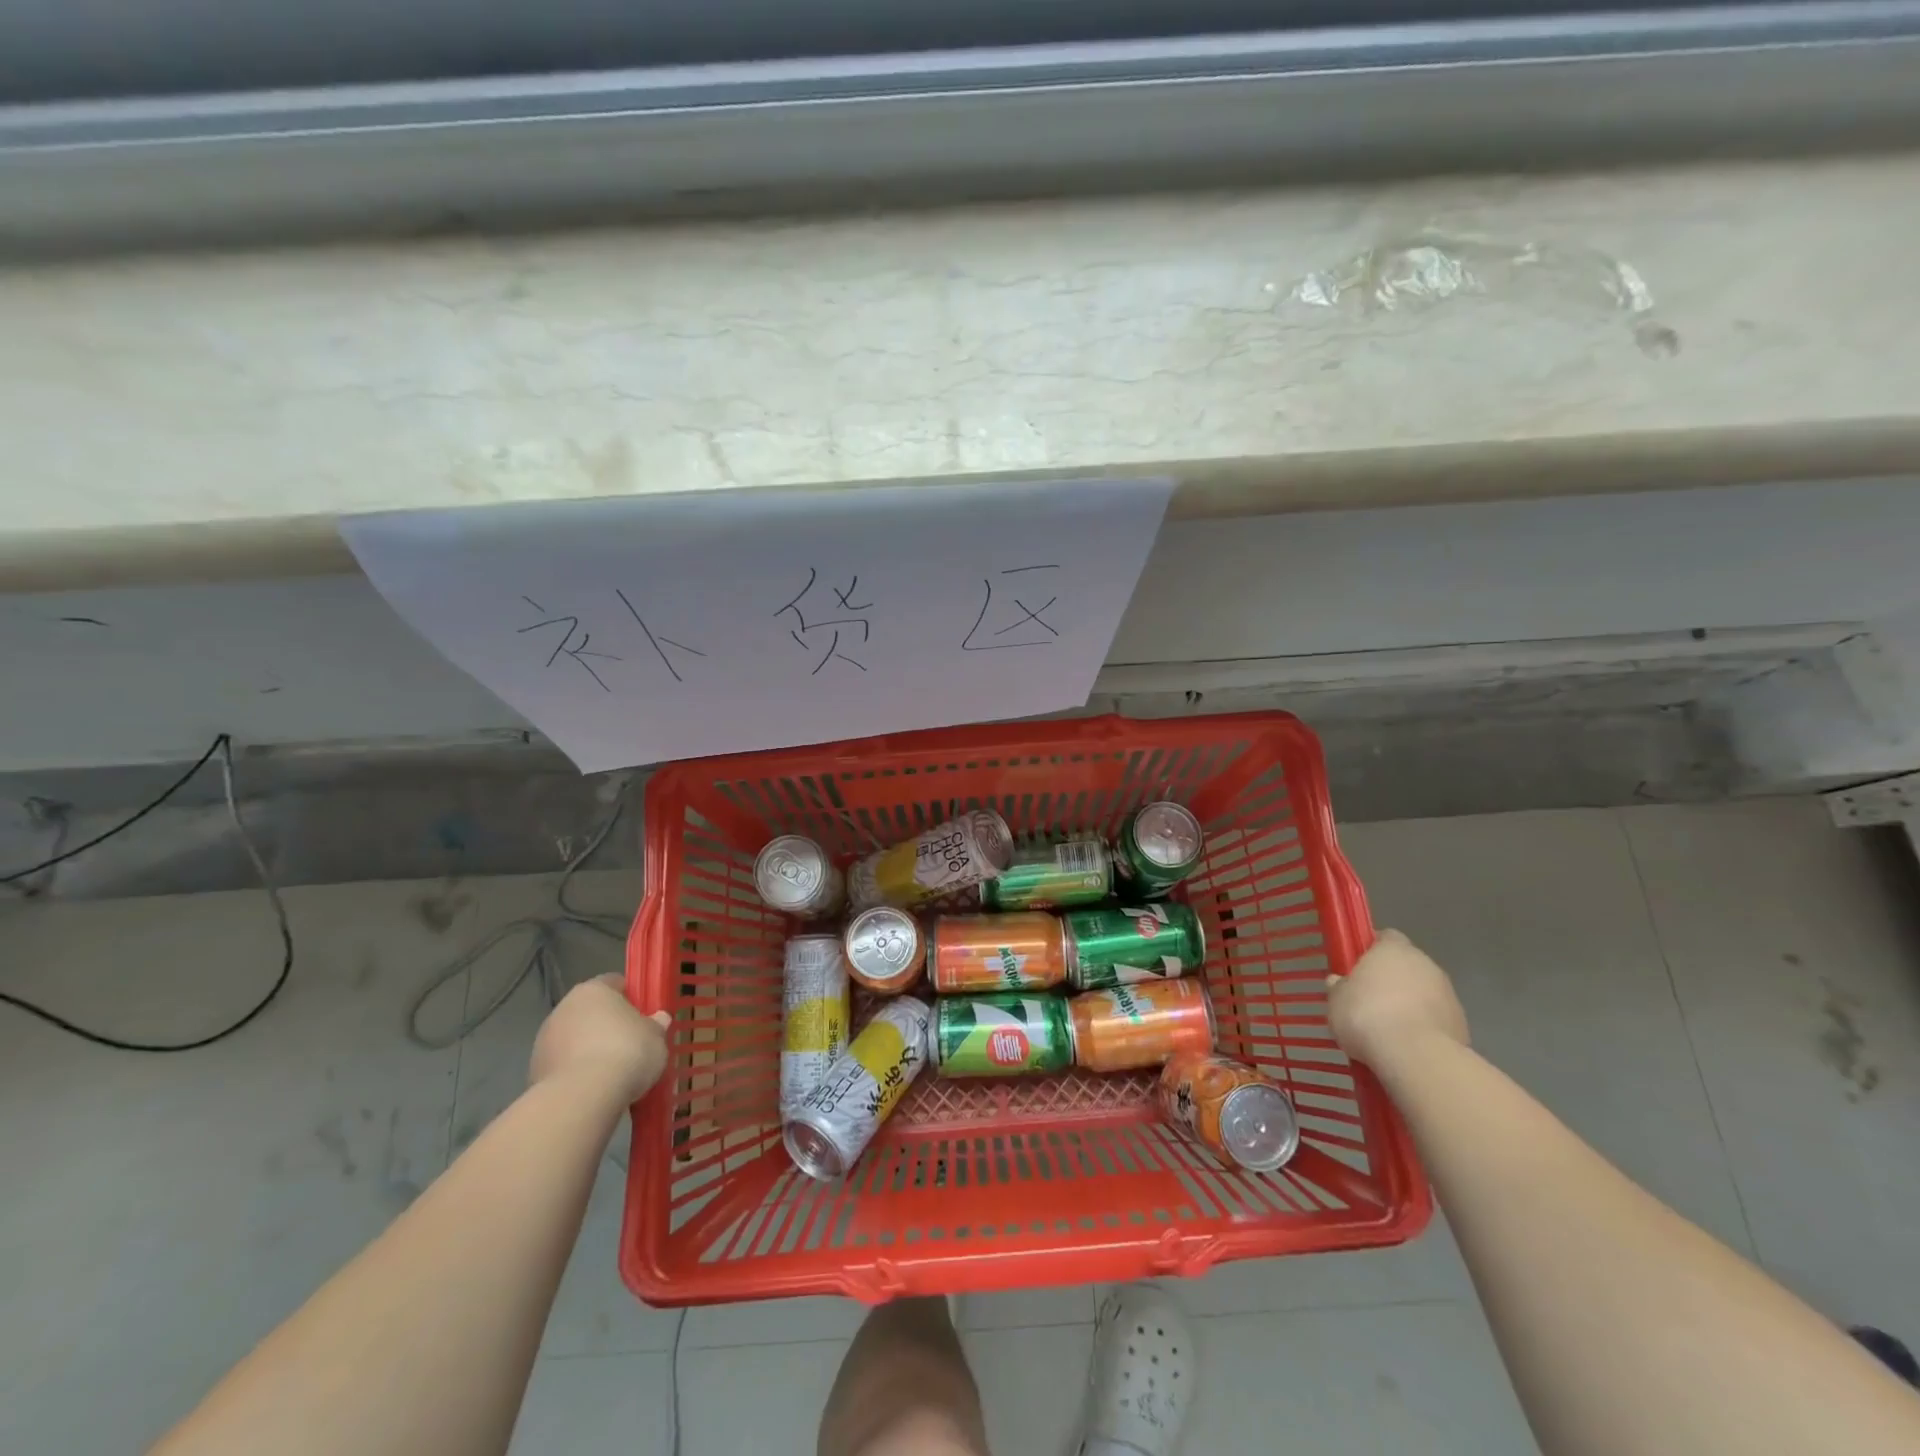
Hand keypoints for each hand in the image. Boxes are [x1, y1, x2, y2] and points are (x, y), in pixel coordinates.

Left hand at [530, 974, 670, 1104]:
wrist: (581, 1098)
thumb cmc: (626, 1052)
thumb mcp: (656, 1036)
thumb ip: (656, 1025)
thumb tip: (658, 1019)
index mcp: (594, 990)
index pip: (615, 983)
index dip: (631, 997)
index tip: (645, 1015)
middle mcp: (564, 1008)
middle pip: (591, 1012)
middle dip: (608, 1026)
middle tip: (631, 1044)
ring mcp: (544, 1040)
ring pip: (574, 1039)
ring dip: (589, 1050)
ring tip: (612, 1073)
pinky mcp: (534, 1071)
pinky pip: (564, 1066)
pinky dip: (576, 1073)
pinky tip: (594, 1089)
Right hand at [1327, 929, 1468, 1068]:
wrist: (1416, 1057)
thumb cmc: (1367, 1016)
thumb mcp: (1336, 1000)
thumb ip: (1339, 987)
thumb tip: (1339, 982)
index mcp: (1393, 949)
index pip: (1386, 937)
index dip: (1372, 949)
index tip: (1358, 967)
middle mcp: (1425, 964)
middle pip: (1407, 965)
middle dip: (1392, 979)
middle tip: (1369, 1000)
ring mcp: (1449, 994)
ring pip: (1424, 992)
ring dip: (1410, 1004)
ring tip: (1389, 1029)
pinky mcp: (1462, 1023)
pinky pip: (1436, 1018)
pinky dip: (1424, 1026)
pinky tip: (1408, 1046)